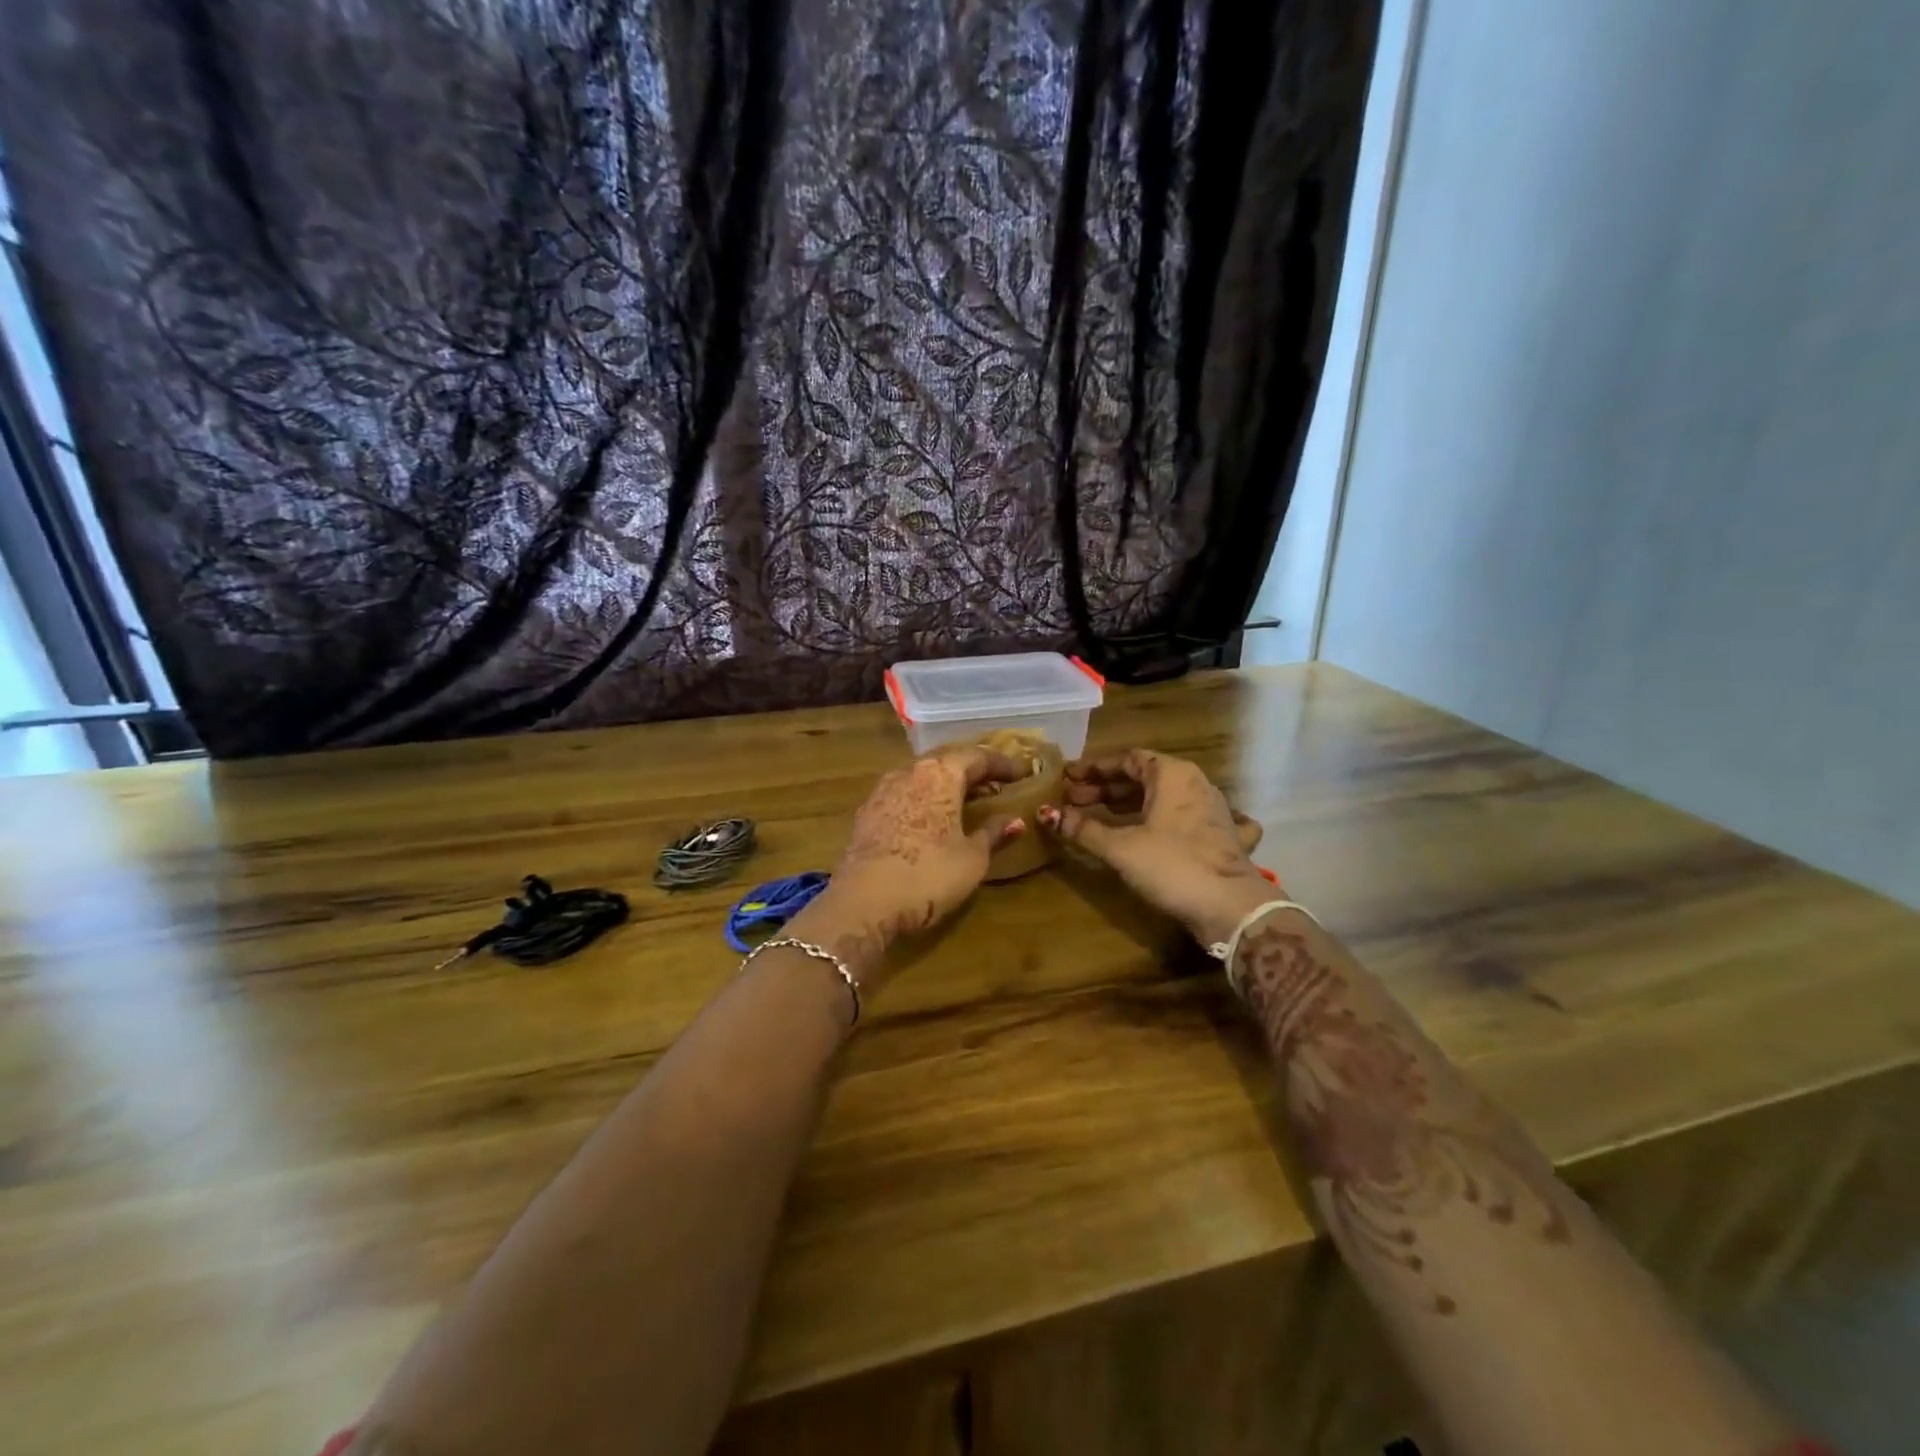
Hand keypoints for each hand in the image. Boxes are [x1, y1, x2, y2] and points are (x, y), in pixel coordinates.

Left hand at [789, 746, 1026, 989]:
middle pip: (947, 759)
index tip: (1023, 773)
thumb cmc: (928, 875)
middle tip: (996, 782)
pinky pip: (905, 792)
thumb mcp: (972, 858)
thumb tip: (1015, 820)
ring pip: (922, 774)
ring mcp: (883, 790)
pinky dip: (925, 796)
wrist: (864, 903)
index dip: (1002, 764)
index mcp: (940, 773)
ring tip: (967, 799)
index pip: (977, 756)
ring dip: (947, 782)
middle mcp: (910, 771)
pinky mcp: (867, 812)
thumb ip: (993, 833)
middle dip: (973, 769)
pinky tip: (933, 815)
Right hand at [1038, 749, 1274, 945]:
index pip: (1126, 758)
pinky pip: (1191, 819)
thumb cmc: (1172, 865)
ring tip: (1099, 817)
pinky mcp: (1222, 836)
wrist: (1231, 907)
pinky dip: (1171, 822)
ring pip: (1165, 797)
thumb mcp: (1120, 847)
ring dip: (1131, 804)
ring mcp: (1213, 809)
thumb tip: (1047, 813)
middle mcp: (1195, 783)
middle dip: (1106, 788)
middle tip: (1074, 801)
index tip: (1067, 778)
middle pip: (1144, 776)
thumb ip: (1083, 829)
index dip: (1093, 768)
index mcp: (1172, 774)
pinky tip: (1167, 829)